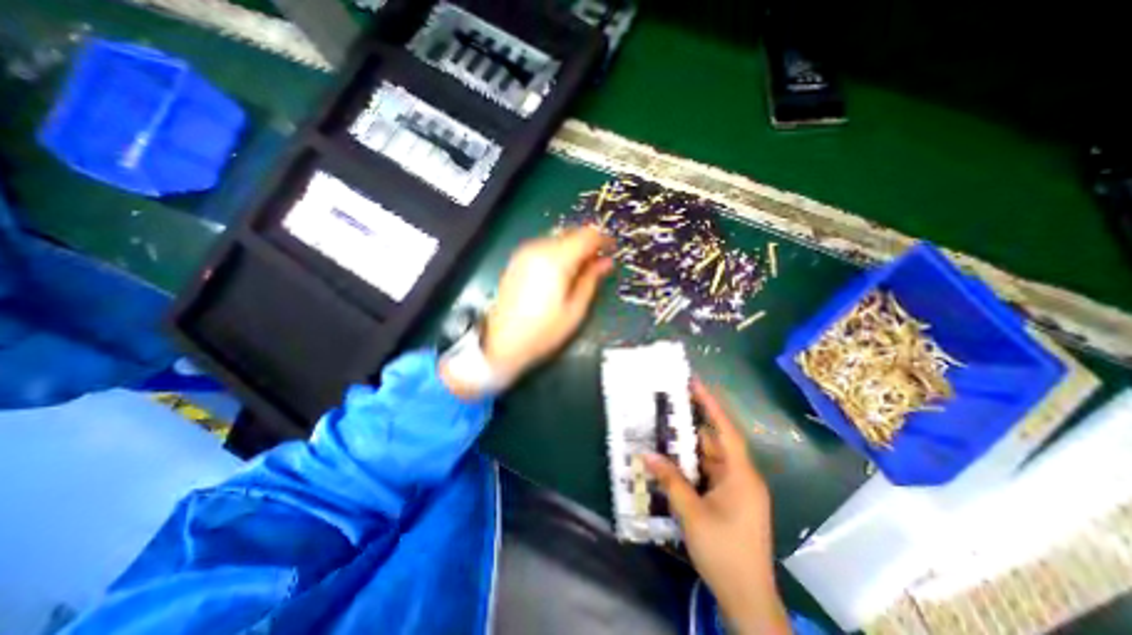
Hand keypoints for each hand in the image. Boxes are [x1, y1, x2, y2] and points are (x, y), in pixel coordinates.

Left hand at [454, 228, 615, 393]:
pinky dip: (557, 252)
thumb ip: (591, 280)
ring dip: (572, 247)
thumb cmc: (544, 331)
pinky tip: (560, 272)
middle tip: (597, 263)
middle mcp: (539, 248)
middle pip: (571, 232)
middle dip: (587, 243)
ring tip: (579, 270)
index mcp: (556, 260)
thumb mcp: (575, 309)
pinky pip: (543, 246)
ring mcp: (524, 253)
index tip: (612, 250)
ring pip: (557, 238)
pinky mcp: (516, 260)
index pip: (587, 235)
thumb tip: (606, 261)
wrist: (502, 343)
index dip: (603, 240)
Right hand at [640, 378, 789, 630]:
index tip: (694, 383)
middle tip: (666, 408)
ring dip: (686, 449)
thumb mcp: (692, 514)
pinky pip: (707, 473)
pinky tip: (671, 462)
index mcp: (740, 475)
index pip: (725, 429)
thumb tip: (646, 454)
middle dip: (689, 427)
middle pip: (713, 442)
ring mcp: (735, 489)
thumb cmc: (724, 553)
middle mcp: (740, 476)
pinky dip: (690, 466)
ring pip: (708, 458)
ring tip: (662, 432)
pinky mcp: (729, 499)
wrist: (747, 599)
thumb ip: (670, 480)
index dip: (710, 404)